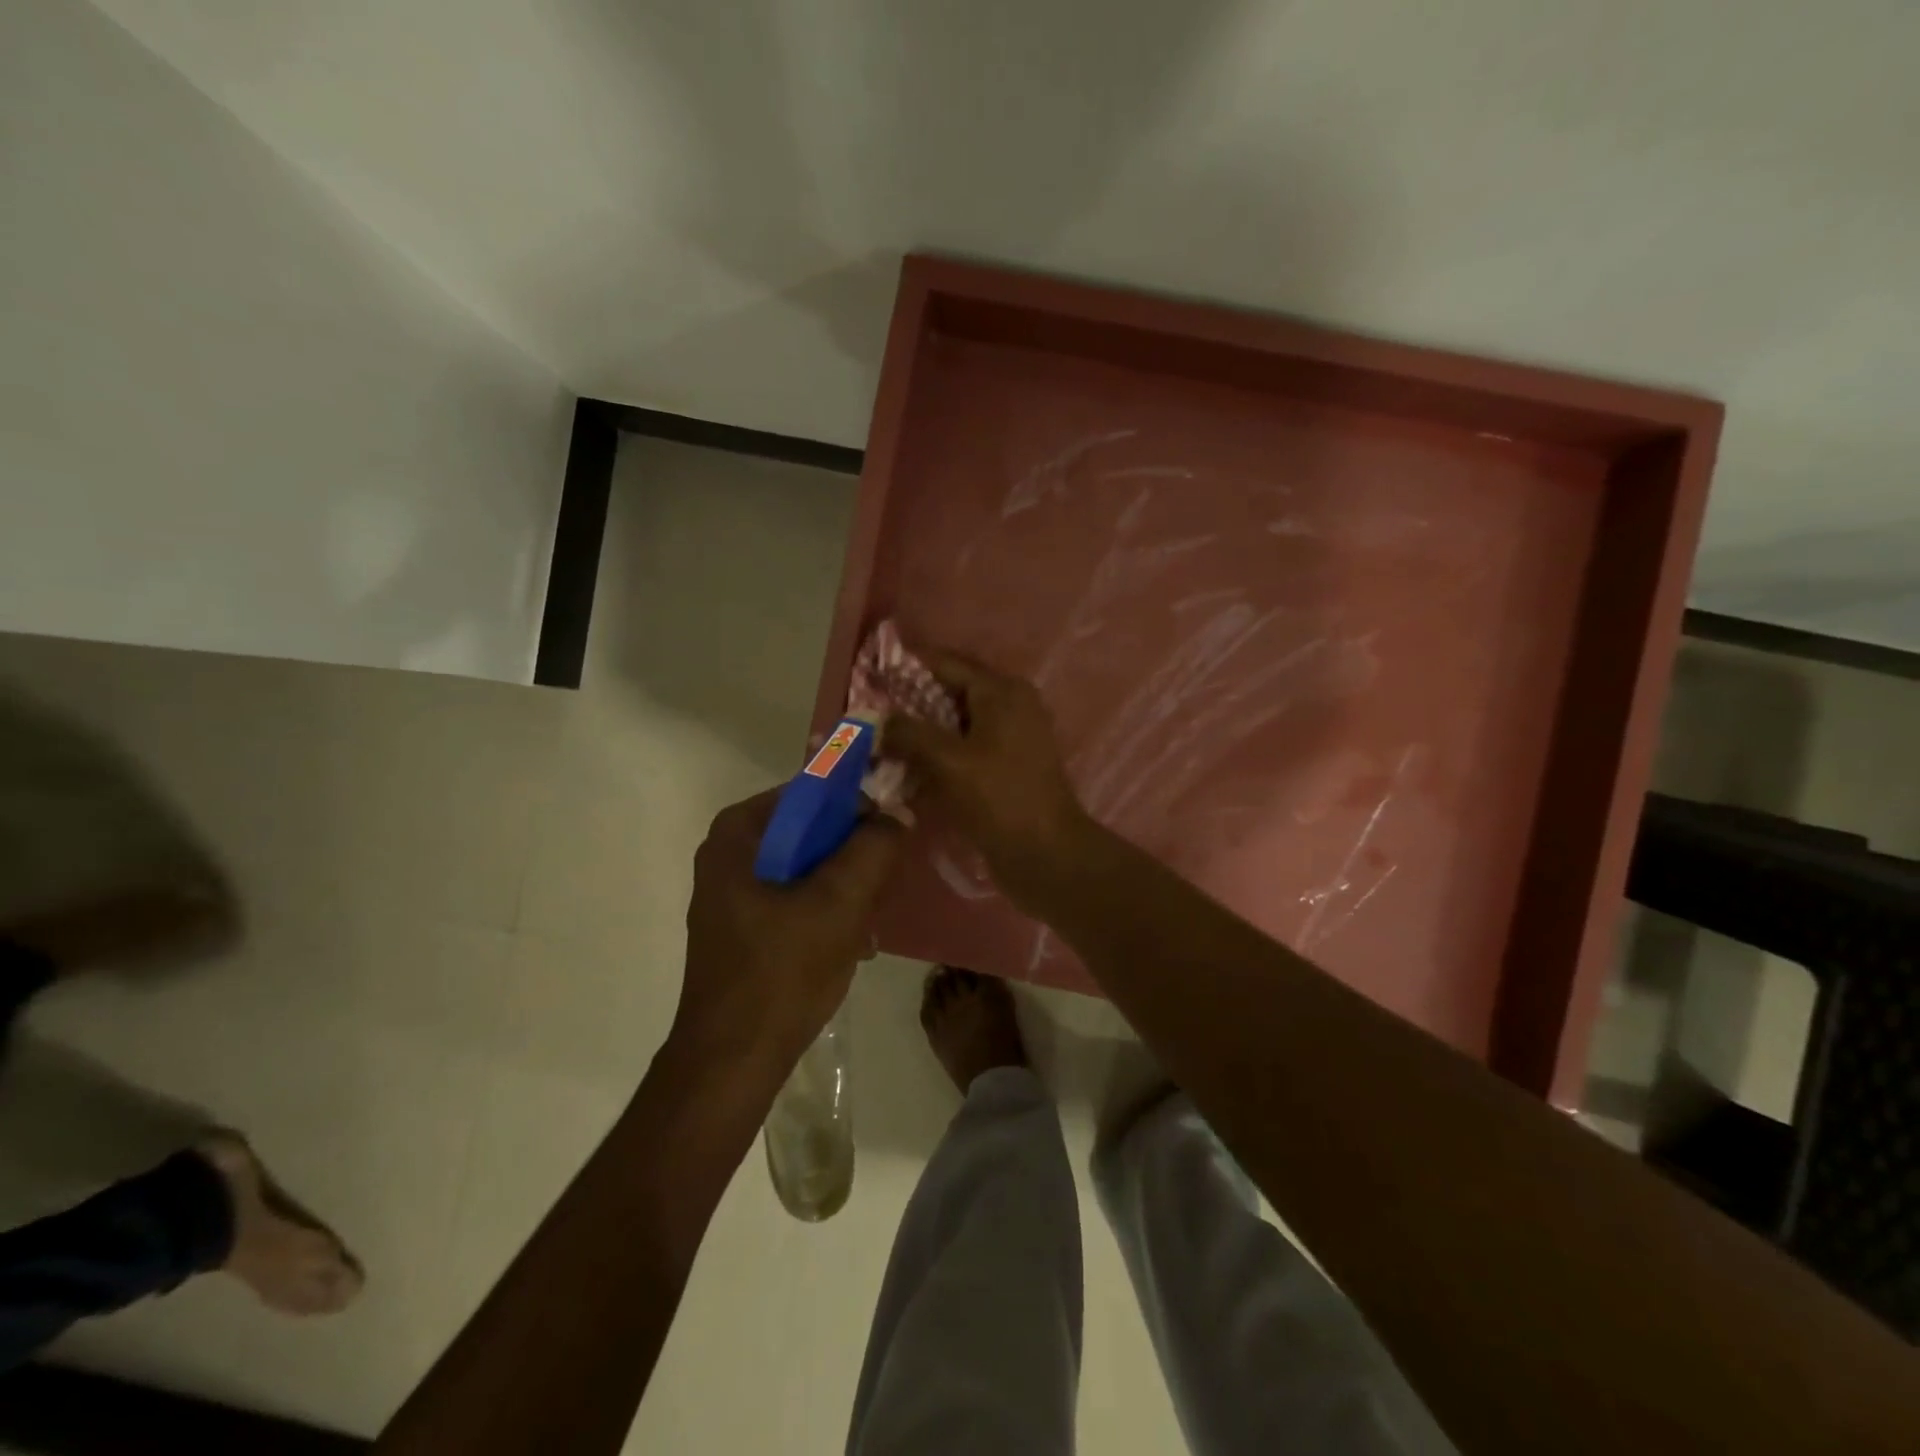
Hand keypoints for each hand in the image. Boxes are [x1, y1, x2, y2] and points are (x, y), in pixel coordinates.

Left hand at [673, 790, 903, 1081]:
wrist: (733, 1062)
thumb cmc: (782, 972)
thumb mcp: (840, 902)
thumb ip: (874, 847)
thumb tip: (899, 812)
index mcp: (740, 832)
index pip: (813, 792)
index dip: (859, 805)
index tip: (896, 831)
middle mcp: (731, 851)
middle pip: (811, 829)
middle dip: (854, 853)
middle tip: (886, 879)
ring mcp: (734, 891)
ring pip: (808, 865)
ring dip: (847, 885)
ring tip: (872, 917)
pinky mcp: (744, 925)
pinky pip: (797, 896)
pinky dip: (827, 909)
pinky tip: (853, 941)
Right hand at [882, 646, 1089, 911]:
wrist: (1046, 854)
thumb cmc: (999, 798)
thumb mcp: (949, 761)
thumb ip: (909, 733)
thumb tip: (878, 720)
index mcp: (1001, 691)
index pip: (945, 664)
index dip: (906, 667)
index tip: (869, 676)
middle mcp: (1009, 706)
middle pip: (949, 693)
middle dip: (908, 703)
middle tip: (868, 715)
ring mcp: (1009, 738)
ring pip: (954, 724)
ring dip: (920, 733)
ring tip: (879, 742)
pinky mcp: (1004, 767)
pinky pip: (963, 750)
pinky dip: (937, 755)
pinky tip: (906, 768)